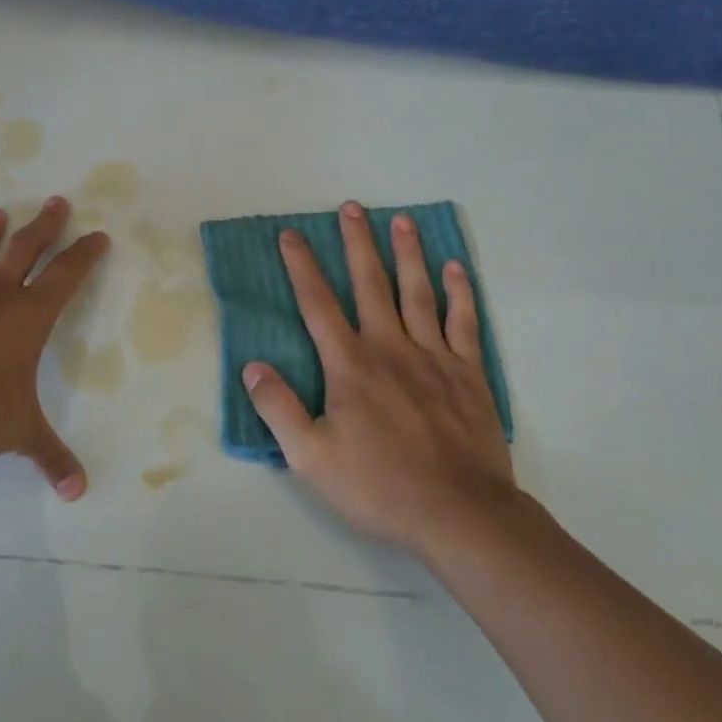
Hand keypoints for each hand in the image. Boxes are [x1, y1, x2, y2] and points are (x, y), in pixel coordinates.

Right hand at [241, 201, 515, 554]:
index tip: (291, 234)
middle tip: (352, 207)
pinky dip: (459, 292)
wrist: (460, 514)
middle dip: (357, 243)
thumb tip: (252, 367)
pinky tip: (454, 268)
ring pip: (418, 292)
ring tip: (401, 219)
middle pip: (370, 284)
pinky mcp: (469, 373)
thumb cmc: (379, 486)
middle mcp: (390, 347)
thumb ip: (278, 408)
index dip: (302, 266)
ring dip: (408, 253)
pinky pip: (464, 322)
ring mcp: (434, 357)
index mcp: (350, 365)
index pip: (318, 304)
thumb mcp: (311, 457)